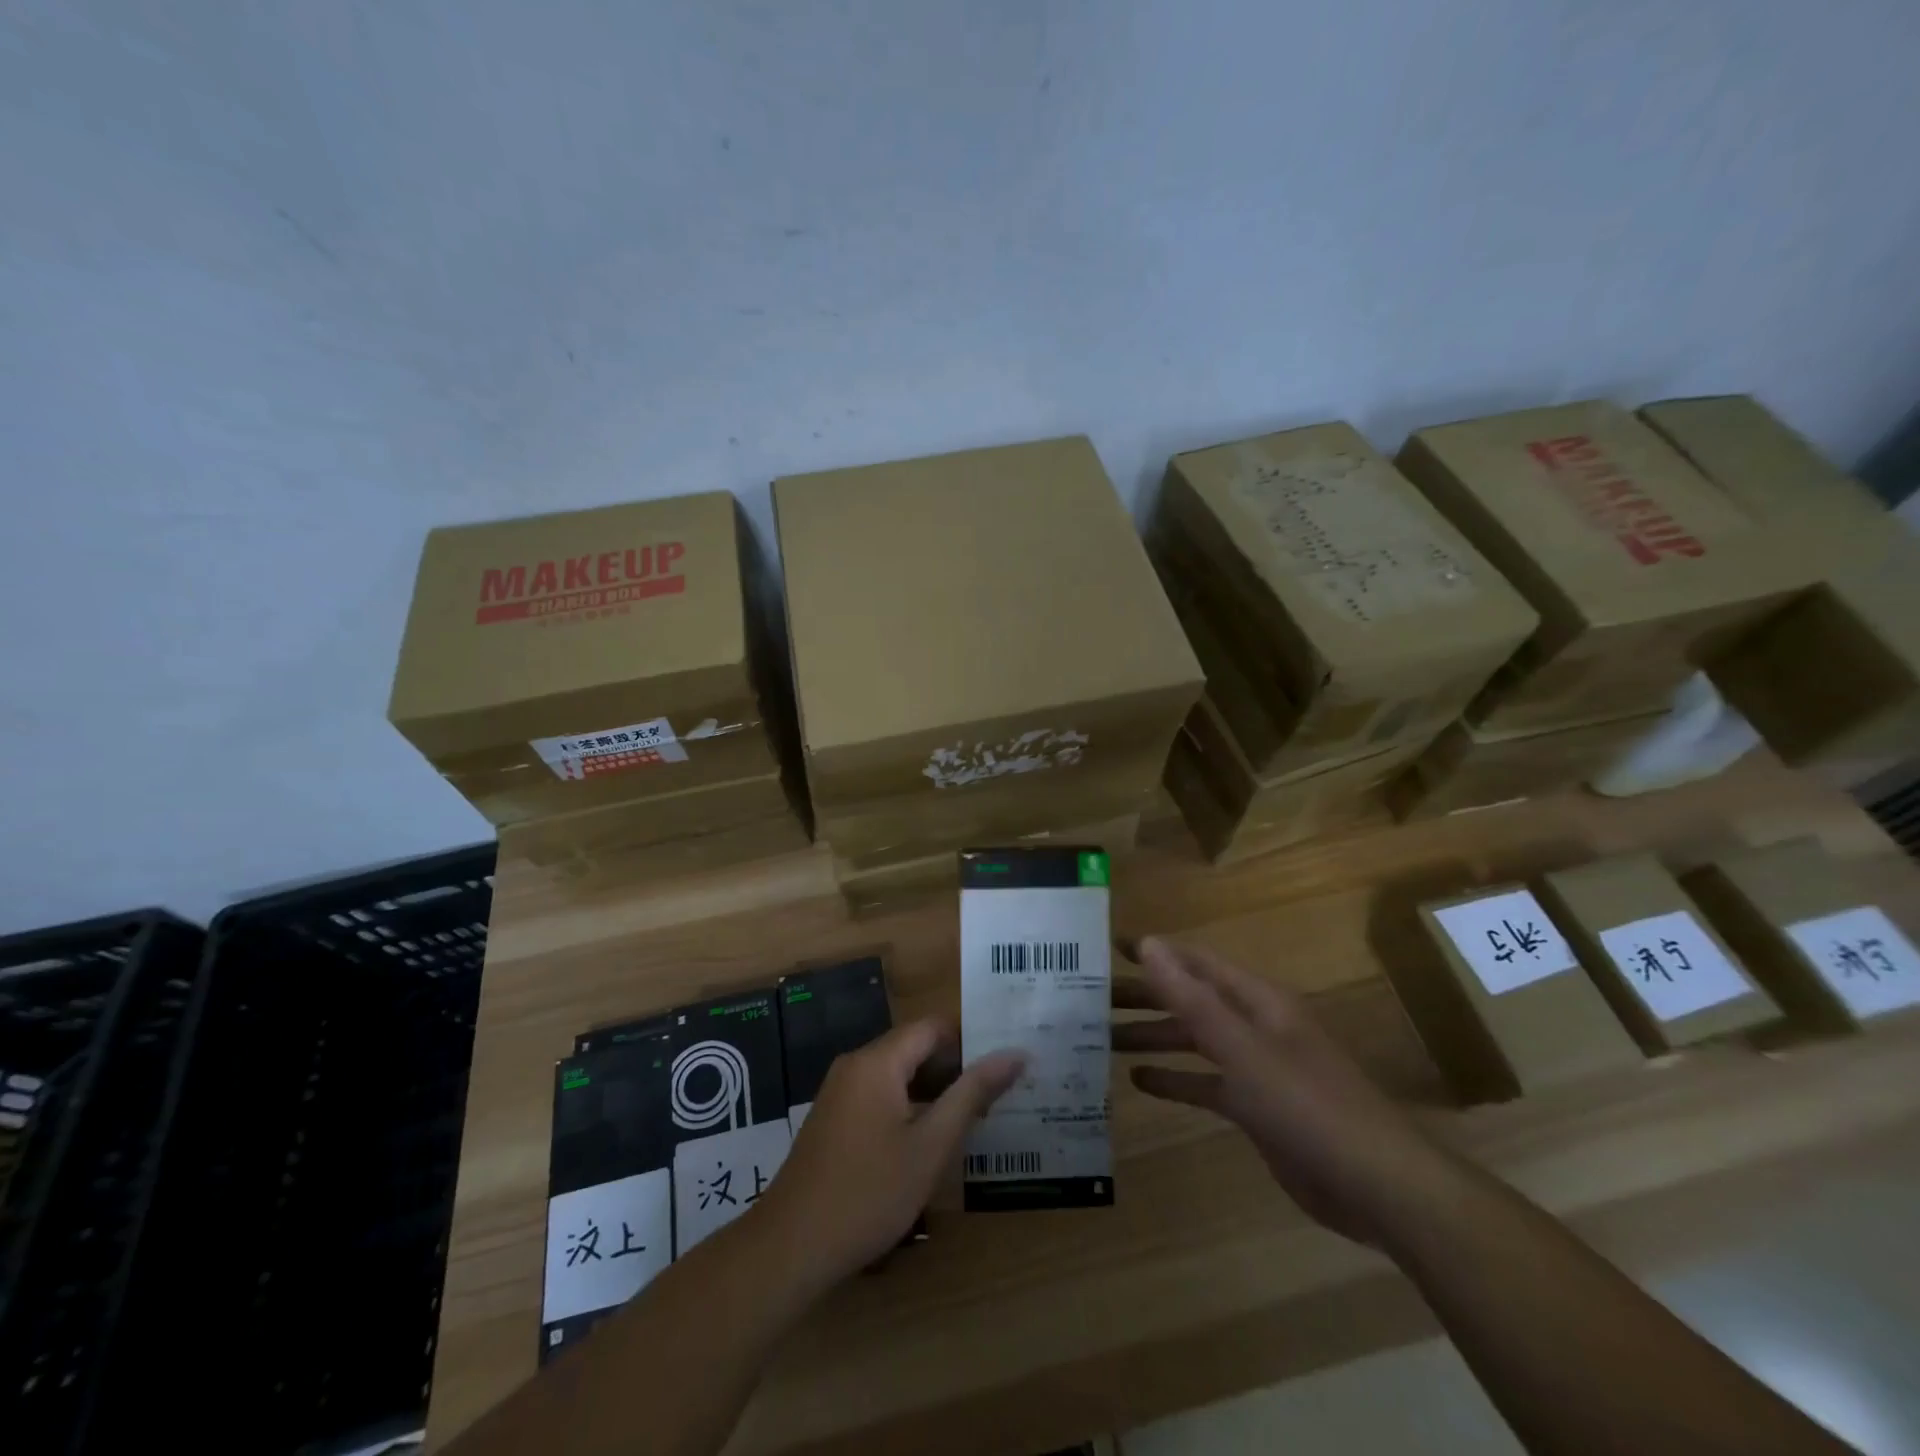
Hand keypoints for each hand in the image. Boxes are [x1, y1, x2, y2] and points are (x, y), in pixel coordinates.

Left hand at [755, 1018, 1024, 1286]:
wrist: (791, 1246)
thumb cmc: (869, 1193)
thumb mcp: (931, 1145)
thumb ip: (972, 1094)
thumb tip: (1014, 1054)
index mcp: (877, 1061)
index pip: (933, 1027)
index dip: (971, 1039)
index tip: (1005, 1062)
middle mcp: (856, 1064)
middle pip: (915, 1047)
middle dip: (956, 1067)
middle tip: (999, 1093)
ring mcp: (840, 1091)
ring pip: (899, 1073)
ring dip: (934, 1089)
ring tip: (976, 1116)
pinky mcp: (834, 1117)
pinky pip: (880, 1094)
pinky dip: (909, 1105)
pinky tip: (931, 1138)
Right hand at [1115, 937, 1460, 1246]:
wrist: (1377, 1187)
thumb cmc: (1308, 1106)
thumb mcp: (1243, 1049)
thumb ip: (1192, 998)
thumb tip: (1150, 944)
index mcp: (1256, 1000)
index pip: (1195, 962)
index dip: (1154, 952)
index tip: (1108, 946)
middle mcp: (1254, 1025)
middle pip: (1189, 1000)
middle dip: (1144, 997)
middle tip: (1091, 998)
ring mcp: (1256, 1067)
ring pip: (1194, 1041)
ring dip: (1153, 1037)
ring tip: (1104, 1038)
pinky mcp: (1256, 1107)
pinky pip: (1205, 1083)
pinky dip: (1175, 1080)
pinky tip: (1140, 1083)